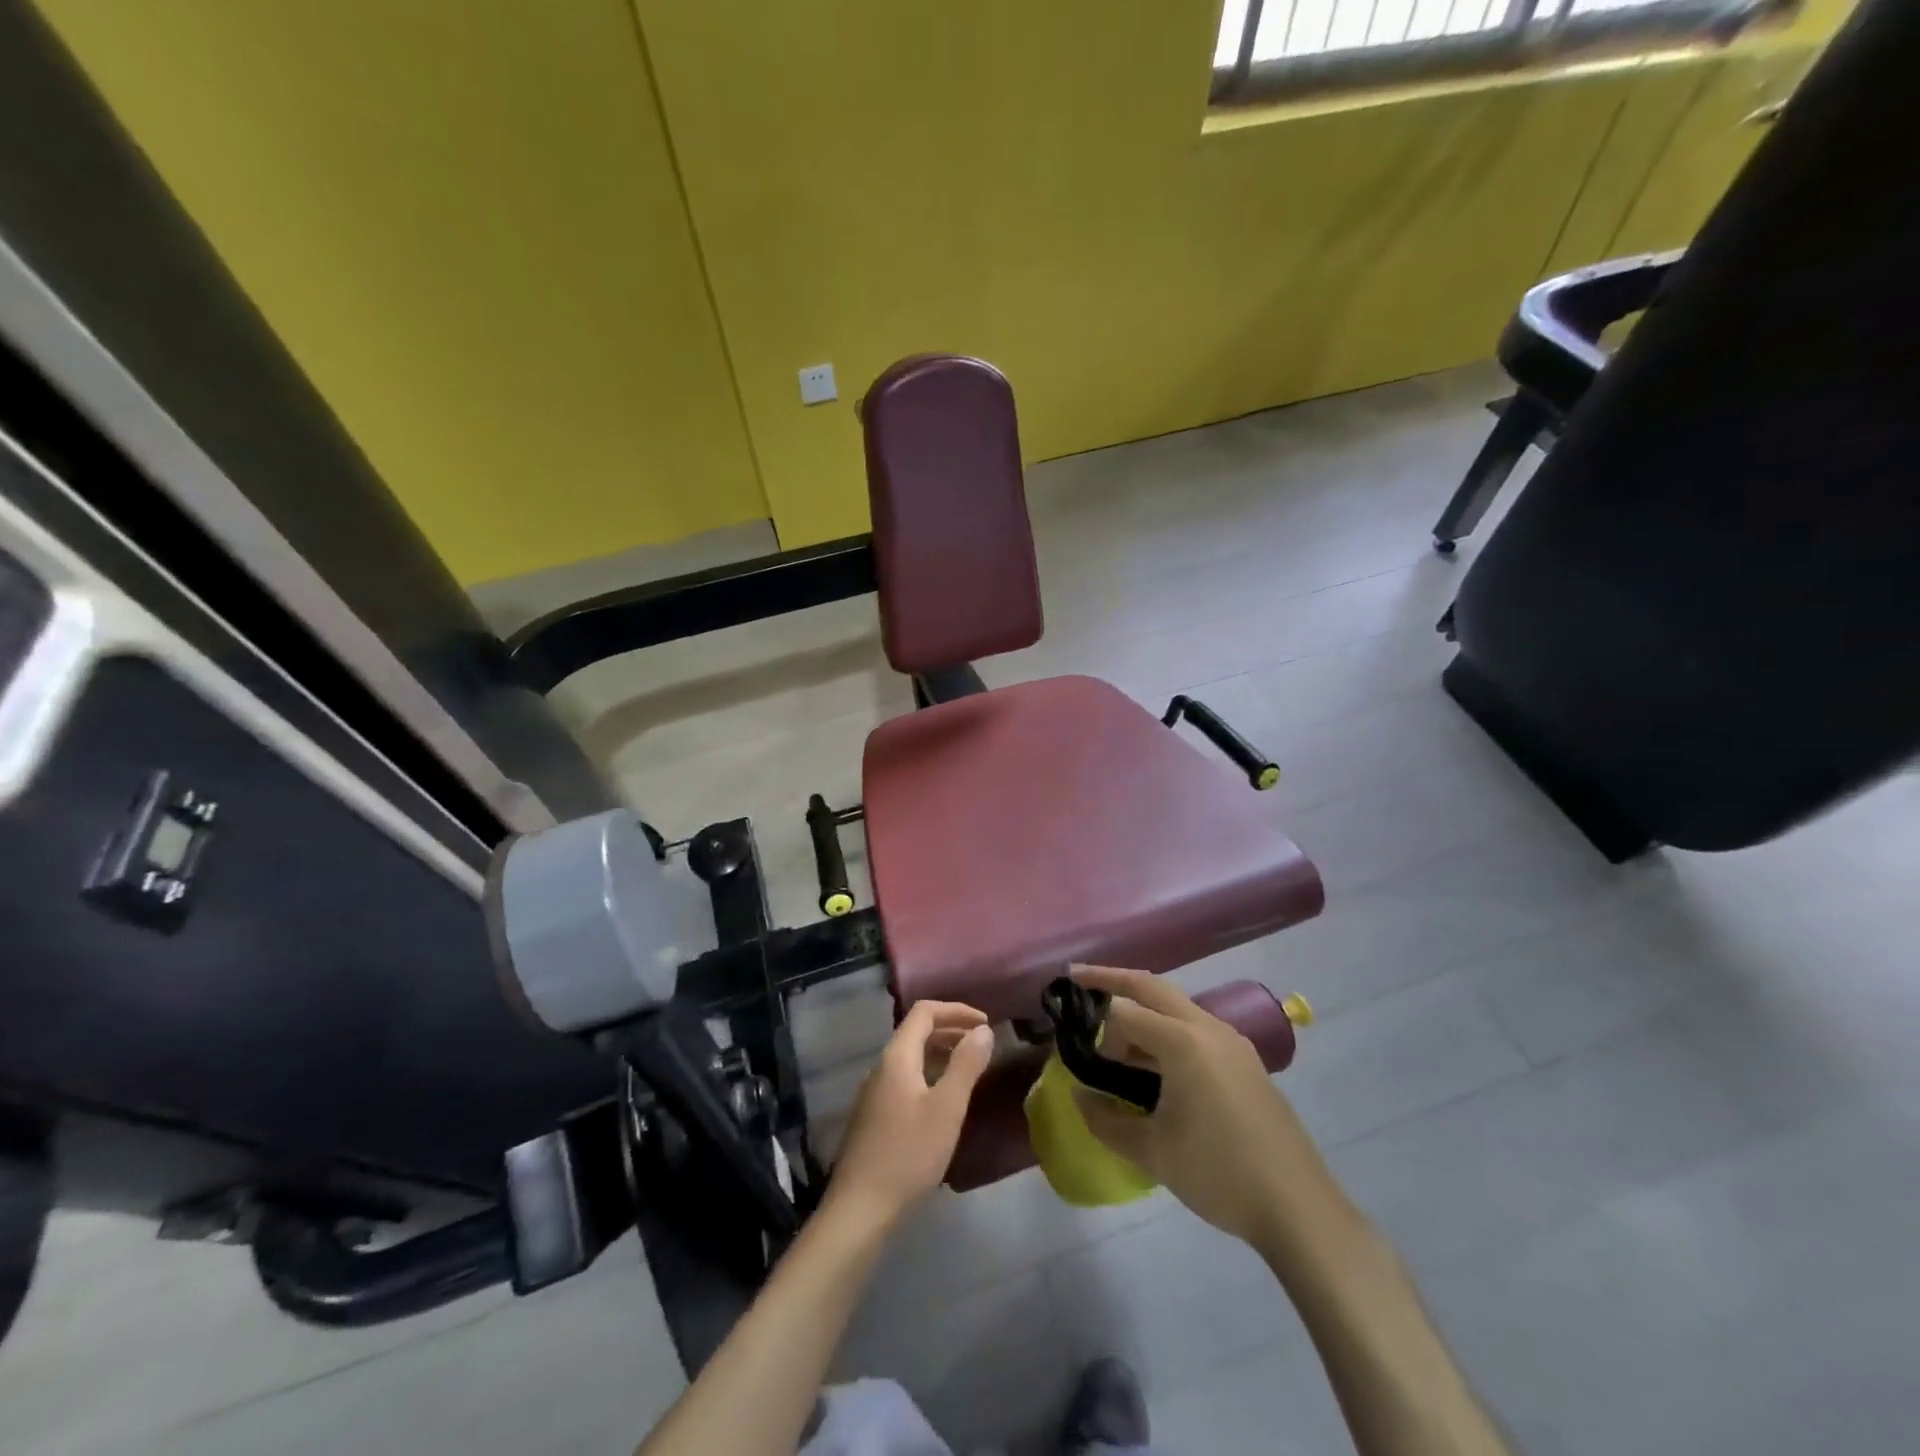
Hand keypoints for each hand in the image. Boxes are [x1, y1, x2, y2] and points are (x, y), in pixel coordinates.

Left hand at [827, 1000, 993, 1227]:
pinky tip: (944, 1099)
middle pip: (916, 1031)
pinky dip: (929, 1074)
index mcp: (897, 1057)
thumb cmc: (908, 1154)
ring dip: (940, 1052)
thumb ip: (966, 1065)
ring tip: (969, 1067)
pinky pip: (905, 1078)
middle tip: (982, 1042)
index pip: (924, 1012)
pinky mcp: (874, 1116)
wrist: (860, 1209)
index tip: (985, 1022)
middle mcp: (881, 1067)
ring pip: (910, 1057)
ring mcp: (874, 1092)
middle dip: (950, 1029)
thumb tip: (983, 1030)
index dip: (956, 1010)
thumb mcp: (947, 1109)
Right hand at [1068, 966, 1341, 1257]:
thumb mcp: (1152, 1152)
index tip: (1066, 1030)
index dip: (1092, 1021)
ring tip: (1111, 1031)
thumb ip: (1106, 1121)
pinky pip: (1195, 1028)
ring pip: (1177, 1006)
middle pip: (1153, 987)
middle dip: (1114, 979)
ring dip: (1142, 1007)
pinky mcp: (1245, 1062)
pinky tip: (1153, 1060)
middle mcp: (1208, 1028)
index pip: (1125, 1013)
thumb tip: (1078, 1096)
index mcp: (1183, 1042)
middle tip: (1078, 979)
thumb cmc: (1219, 1174)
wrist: (1299, 1208)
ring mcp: (1232, 1043)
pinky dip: (1166, 1028)